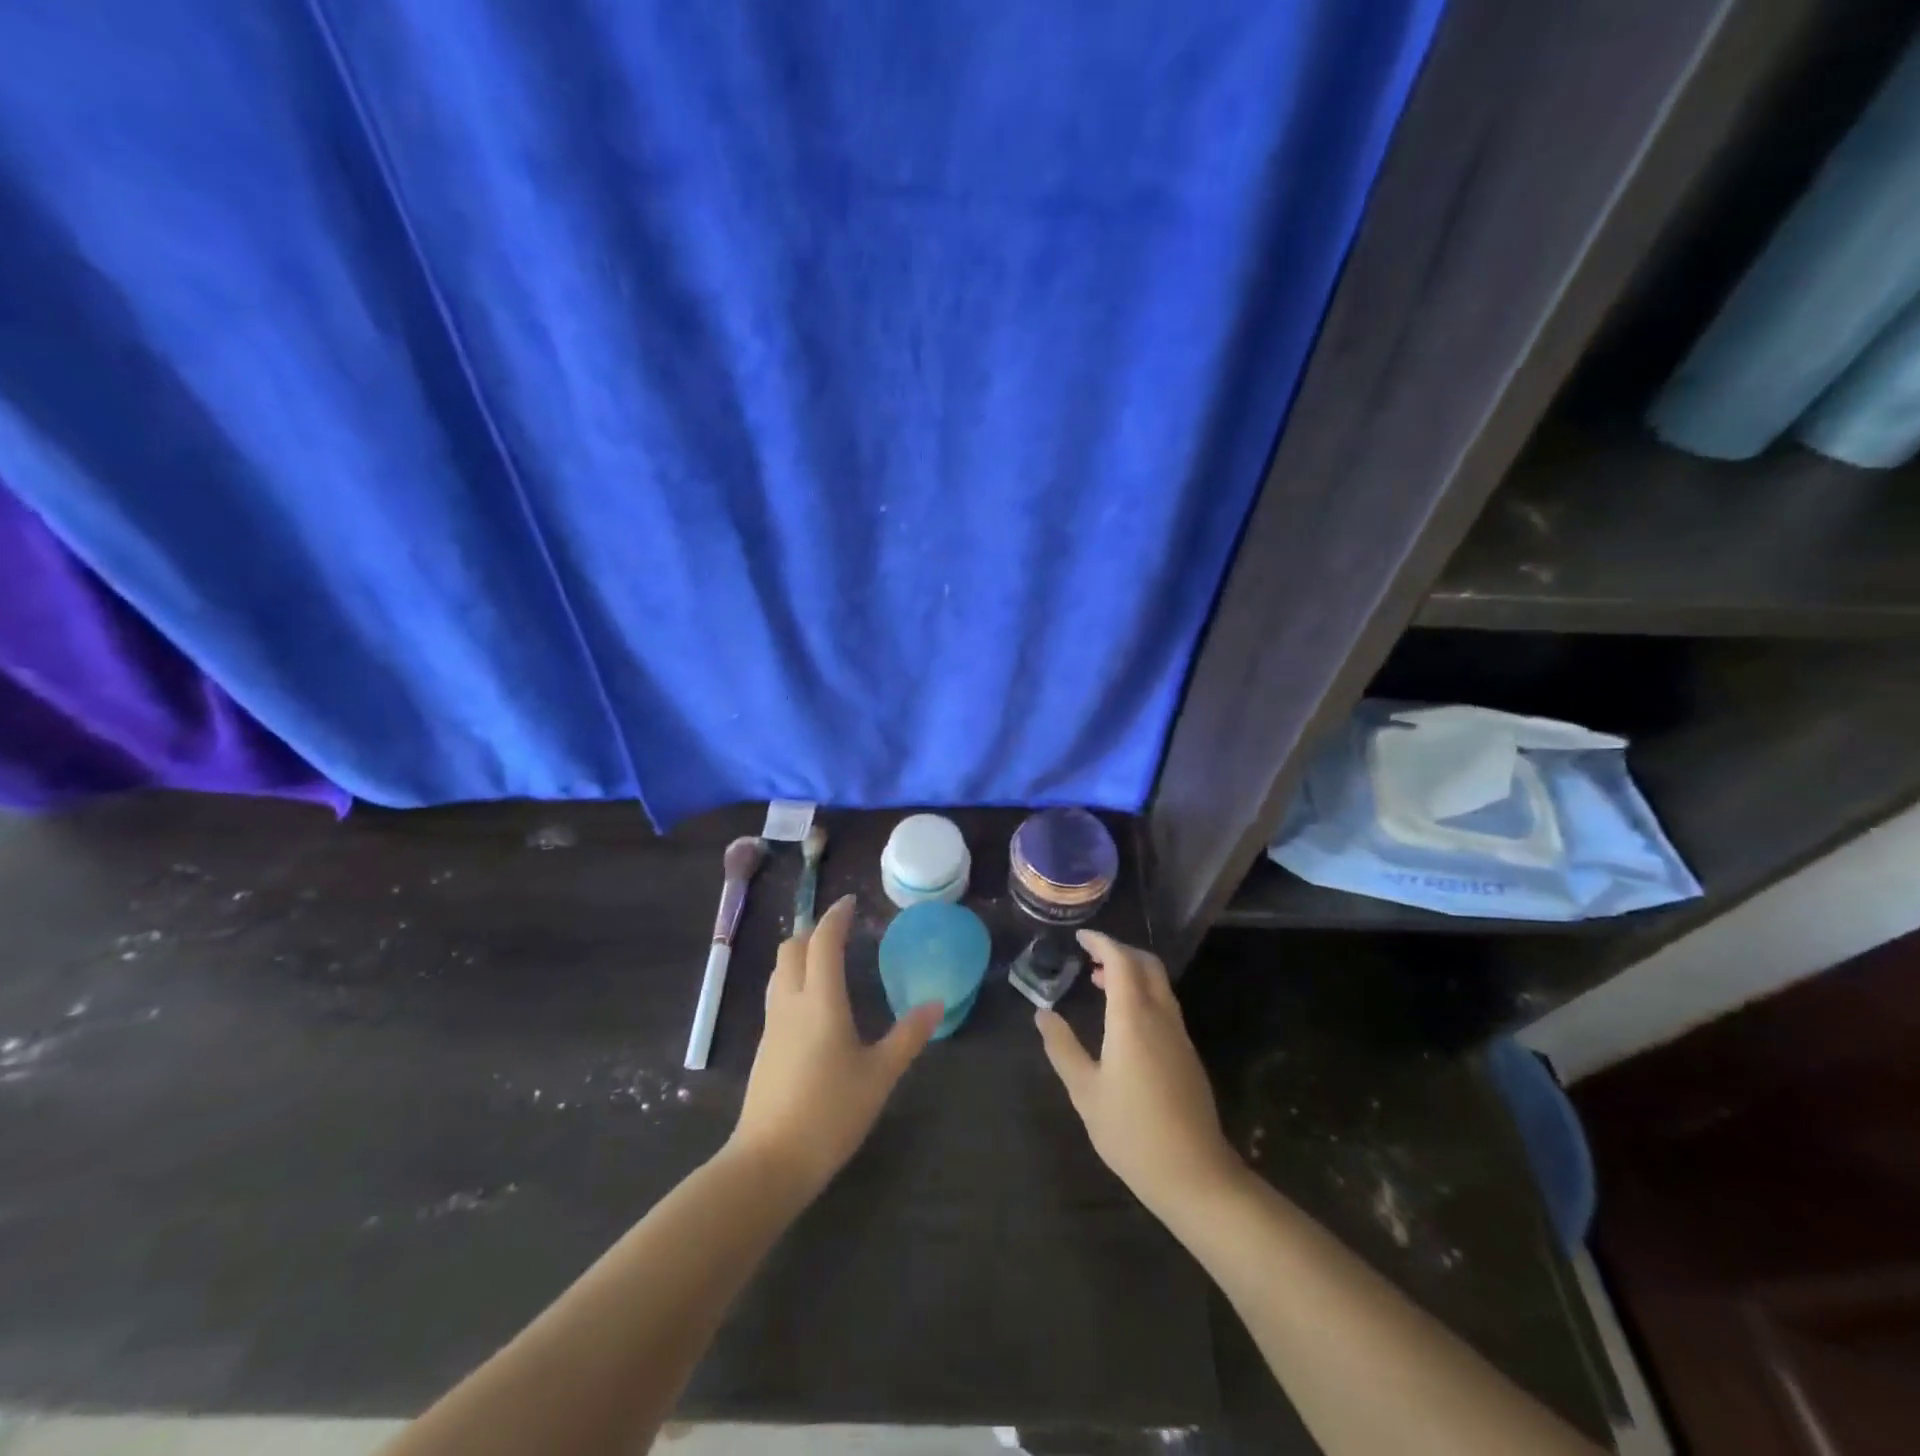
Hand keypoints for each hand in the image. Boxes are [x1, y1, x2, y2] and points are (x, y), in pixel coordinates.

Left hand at [726, 895, 942, 1201]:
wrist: (770, 1161)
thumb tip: (936, 1004)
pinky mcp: (765, 1048)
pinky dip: (793, 981)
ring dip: (799, 954)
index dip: (835, 917)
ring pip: (779, 971)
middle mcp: (791, 1003)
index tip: (850, 902)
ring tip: (825, 960)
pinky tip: (813, 1004)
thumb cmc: (830, 1112)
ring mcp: (773, 1025)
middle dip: (813, 931)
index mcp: (821, 1001)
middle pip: (792, 949)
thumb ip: (908, 1036)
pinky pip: (777, 996)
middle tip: (840, 932)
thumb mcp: (879, 1075)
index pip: (823, 942)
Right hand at [1035, 931, 1245, 1222]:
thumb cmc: (1131, 1131)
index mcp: (1133, 1017)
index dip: (1101, 943)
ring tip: (1099, 982)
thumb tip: (1042, 1014)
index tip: (1079, 938)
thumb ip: (1062, 1048)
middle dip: (1119, 952)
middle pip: (1146, 965)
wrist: (1194, 1175)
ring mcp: (1179, 1035)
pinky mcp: (1187, 1054)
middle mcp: (1161, 1016)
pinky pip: (1164, 1005)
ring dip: (1131, 973)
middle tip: (1089, 956)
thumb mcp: (1085, 1091)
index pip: (1120, 960)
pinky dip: (1142, 994)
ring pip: (1159, 984)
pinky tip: (1122, 1020)